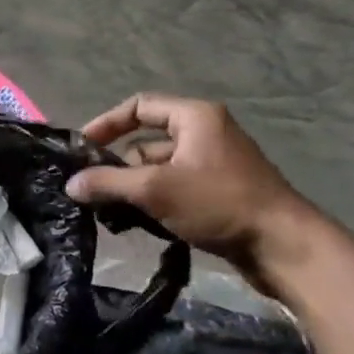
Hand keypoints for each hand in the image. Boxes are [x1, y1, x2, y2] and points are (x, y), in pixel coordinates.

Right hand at [65, 94, 316, 286]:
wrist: (284, 247)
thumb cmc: (219, 203)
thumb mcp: (155, 190)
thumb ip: (107, 183)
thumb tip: (70, 184)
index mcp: (195, 117)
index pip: (138, 106)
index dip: (106, 124)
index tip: (82, 149)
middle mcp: (204, 133)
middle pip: (145, 141)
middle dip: (117, 166)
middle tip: (93, 188)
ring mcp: (212, 164)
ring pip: (157, 168)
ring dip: (133, 188)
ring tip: (111, 212)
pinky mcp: (217, 192)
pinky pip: (173, 188)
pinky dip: (153, 201)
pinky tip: (137, 223)